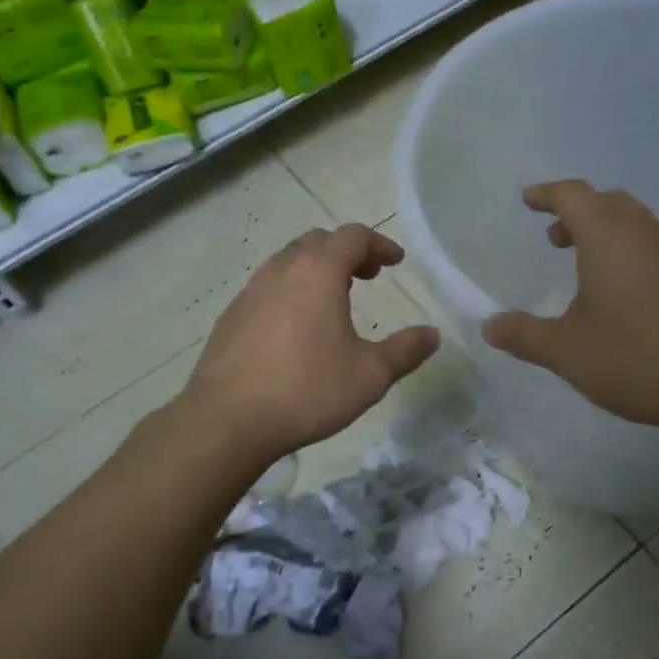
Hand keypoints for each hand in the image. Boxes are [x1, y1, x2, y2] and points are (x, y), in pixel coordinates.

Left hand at [184, 224, 439, 460]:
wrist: (226, 421)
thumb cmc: (307, 390)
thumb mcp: (370, 375)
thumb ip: (406, 350)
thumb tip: (432, 334)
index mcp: (318, 272)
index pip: (353, 236)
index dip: (379, 244)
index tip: (396, 262)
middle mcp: (281, 271)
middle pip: (318, 242)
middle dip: (347, 252)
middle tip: (368, 276)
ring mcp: (250, 292)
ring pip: (288, 262)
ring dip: (317, 270)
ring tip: (334, 300)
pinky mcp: (230, 317)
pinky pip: (267, 288)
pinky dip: (291, 291)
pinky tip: (297, 328)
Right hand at [480, 181, 658, 435]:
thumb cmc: (636, 357)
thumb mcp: (568, 351)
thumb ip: (525, 336)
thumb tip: (490, 327)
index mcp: (609, 236)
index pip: (573, 195)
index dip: (547, 194)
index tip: (528, 201)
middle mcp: (646, 233)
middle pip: (609, 203)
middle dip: (578, 213)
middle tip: (556, 239)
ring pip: (638, 225)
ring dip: (608, 233)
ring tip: (589, 268)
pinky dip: (634, 254)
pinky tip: (630, 296)